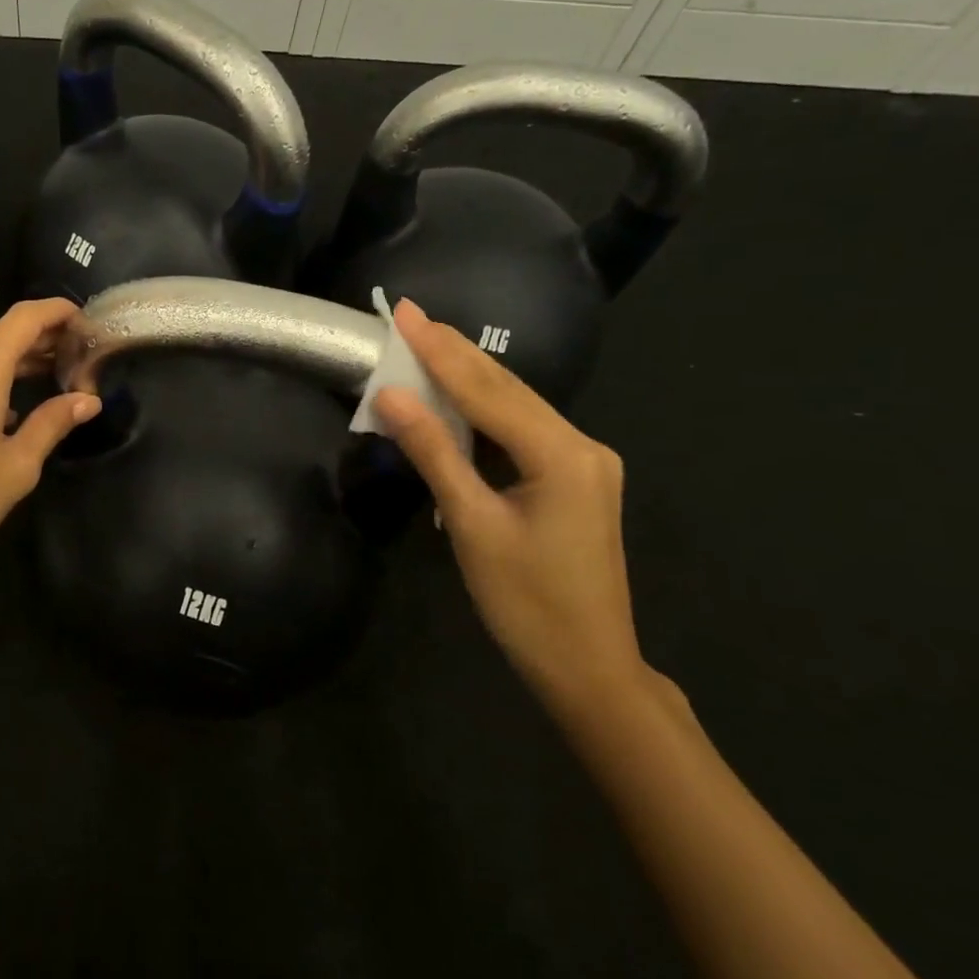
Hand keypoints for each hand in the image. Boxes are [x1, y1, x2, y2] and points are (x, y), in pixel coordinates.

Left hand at [0, 299, 100, 594]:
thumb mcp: (16, 467)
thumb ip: (51, 424)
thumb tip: (87, 400)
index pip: (25, 317)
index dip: (59, 312)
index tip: (88, 324)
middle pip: (3, 337)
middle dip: (44, 343)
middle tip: (82, 362)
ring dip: (18, 367)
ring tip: (55, 384)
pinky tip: (10, 414)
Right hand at [373, 300, 652, 717]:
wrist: (588, 666)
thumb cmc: (526, 602)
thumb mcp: (471, 524)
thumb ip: (433, 452)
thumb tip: (390, 396)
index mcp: (562, 454)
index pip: (487, 390)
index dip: (439, 351)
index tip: (406, 312)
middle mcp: (581, 446)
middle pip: (507, 388)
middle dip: (455, 351)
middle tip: (412, 315)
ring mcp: (584, 462)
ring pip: (516, 407)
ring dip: (469, 377)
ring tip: (428, 342)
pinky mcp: (575, 479)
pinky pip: (522, 431)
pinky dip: (484, 411)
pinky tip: (458, 396)